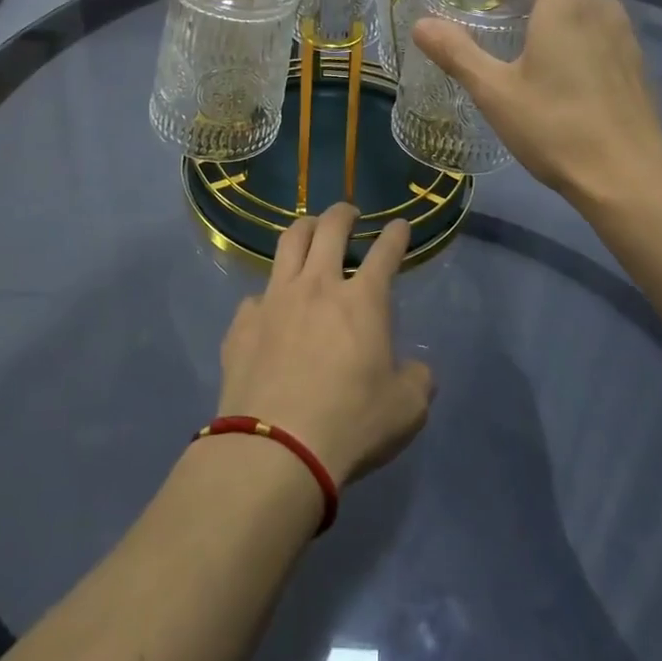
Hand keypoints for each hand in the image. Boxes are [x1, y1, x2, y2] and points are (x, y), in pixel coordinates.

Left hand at [216, 204, 433, 484]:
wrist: (275, 448)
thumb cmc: (350, 424)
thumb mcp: (405, 410)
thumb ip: (417, 381)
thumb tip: (417, 370)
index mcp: (362, 300)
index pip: (385, 252)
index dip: (396, 235)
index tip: (400, 225)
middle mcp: (317, 286)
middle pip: (329, 228)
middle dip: (343, 213)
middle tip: (348, 212)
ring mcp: (275, 299)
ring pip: (288, 244)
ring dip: (303, 229)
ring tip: (309, 229)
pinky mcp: (243, 322)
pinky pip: (256, 295)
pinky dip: (268, 295)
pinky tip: (269, 309)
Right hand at [411, 0, 661, 211]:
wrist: (627, 178)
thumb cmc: (556, 127)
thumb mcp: (494, 92)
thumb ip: (457, 53)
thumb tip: (421, 24)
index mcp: (569, 6)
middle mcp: (603, 12)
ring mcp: (625, 40)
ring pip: (594, 0)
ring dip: (563, 0)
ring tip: (530, 28)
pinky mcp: (634, 68)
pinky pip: (605, 28)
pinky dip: (580, 26)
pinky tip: (559, 67)